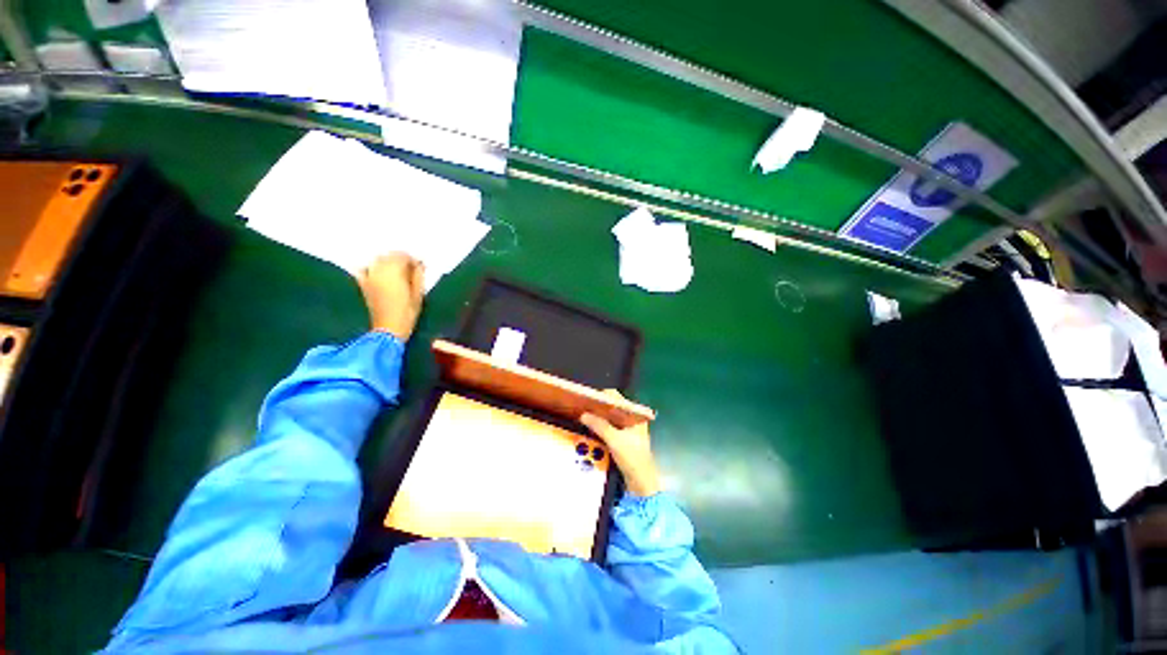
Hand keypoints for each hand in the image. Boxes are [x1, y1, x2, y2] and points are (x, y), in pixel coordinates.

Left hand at [356, 253, 424, 340]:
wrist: (388, 328)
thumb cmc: (407, 312)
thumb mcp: (418, 295)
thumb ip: (418, 277)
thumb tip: (419, 265)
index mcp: (395, 272)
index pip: (403, 256)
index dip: (413, 260)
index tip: (420, 266)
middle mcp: (380, 271)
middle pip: (389, 256)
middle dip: (400, 258)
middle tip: (410, 267)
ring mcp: (369, 276)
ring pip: (377, 260)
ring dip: (387, 261)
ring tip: (396, 269)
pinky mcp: (363, 284)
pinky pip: (363, 269)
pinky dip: (370, 267)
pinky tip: (377, 271)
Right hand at [580, 391, 660, 496]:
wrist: (641, 483)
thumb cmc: (633, 458)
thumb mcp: (614, 440)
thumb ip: (599, 426)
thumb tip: (584, 415)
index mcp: (635, 415)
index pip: (618, 398)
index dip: (603, 395)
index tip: (588, 395)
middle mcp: (632, 419)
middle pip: (612, 407)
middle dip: (598, 405)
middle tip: (583, 404)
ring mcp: (627, 429)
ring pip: (609, 417)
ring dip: (598, 416)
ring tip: (583, 413)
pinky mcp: (622, 438)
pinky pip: (609, 427)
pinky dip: (600, 425)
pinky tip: (590, 426)